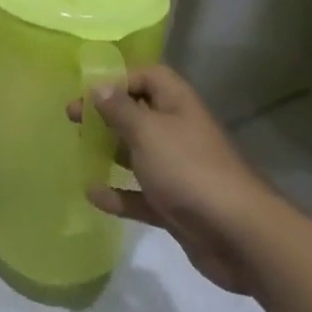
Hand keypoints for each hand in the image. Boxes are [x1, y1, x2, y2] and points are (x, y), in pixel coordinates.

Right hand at [66, 66, 283, 294]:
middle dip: (106, 114)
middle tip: (72, 118)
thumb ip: (119, 108)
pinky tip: (92, 195)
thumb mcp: (147, 131)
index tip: (87, 89)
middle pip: (138, 113)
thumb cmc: (188, 169)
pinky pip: (140, 194)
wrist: (239, 236)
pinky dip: (118, 194)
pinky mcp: (175, 204)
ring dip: (110, 151)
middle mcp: (178, 131)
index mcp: (177, 105)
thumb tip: (98, 85)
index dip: (119, 77)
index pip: (148, 76)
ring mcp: (178, 170)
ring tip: (78, 149)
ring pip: (138, 153)